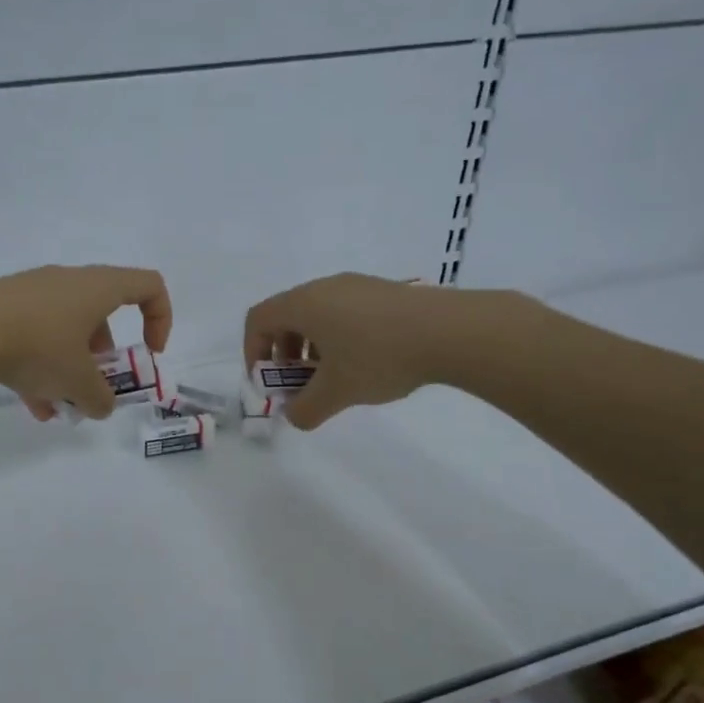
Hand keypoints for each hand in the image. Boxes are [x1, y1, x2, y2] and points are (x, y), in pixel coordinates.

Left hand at [0, 265, 172, 419]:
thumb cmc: (37, 346)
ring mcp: (30, 292)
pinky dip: (39, 367)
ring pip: (63, 330)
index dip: (160, 319)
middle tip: (94, 387)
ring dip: (68, 369)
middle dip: (102, 357)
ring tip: (58, 408)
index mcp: (96, 288)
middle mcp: (66, 281)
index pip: (148, 286)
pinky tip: (31, 405)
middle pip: (100, 314)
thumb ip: (100, 398)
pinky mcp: (0, 306)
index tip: (149, 354)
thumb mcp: (77, 381)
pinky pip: (32, 335)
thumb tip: (102, 406)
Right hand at [244, 273, 467, 429]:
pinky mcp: (382, 291)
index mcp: (303, 304)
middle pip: (286, 316)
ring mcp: (355, 285)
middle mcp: (324, 287)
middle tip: (297, 384)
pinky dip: (336, 337)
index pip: (257, 320)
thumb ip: (305, 410)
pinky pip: (343, 311)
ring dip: (310, 347)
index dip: (252, 351)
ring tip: (331, 377)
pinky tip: (363, 363)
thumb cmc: (379, 357)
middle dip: (283, 354)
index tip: (266, 381)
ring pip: (316, 314)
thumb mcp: (336, 392)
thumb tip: (294, 417)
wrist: (451, 331)